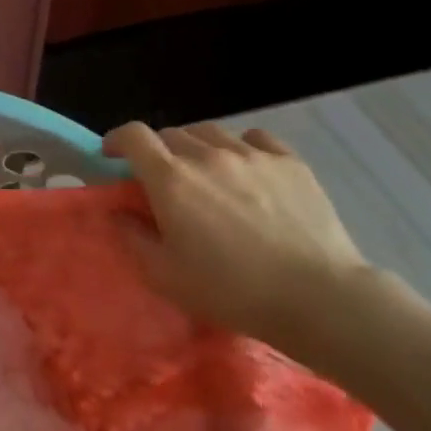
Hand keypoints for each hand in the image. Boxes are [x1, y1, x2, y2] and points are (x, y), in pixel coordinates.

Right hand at [102, 121, 372, 349]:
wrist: (318, 298)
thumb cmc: (232, 291)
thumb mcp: (165, 276)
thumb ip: (133, 238)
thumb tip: (119, 212)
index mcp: (171, 179)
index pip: (133, 136)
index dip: (117, 140)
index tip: (112, 156)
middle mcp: (207, 155)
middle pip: (171, 134)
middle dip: (158, 152)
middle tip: (162, 181)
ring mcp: (252, 154)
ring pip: (210, 133)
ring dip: (197, 148)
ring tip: (205, 173)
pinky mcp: (290, 162)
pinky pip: (255, 138)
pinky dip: (240, 147)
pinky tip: (246, 170)